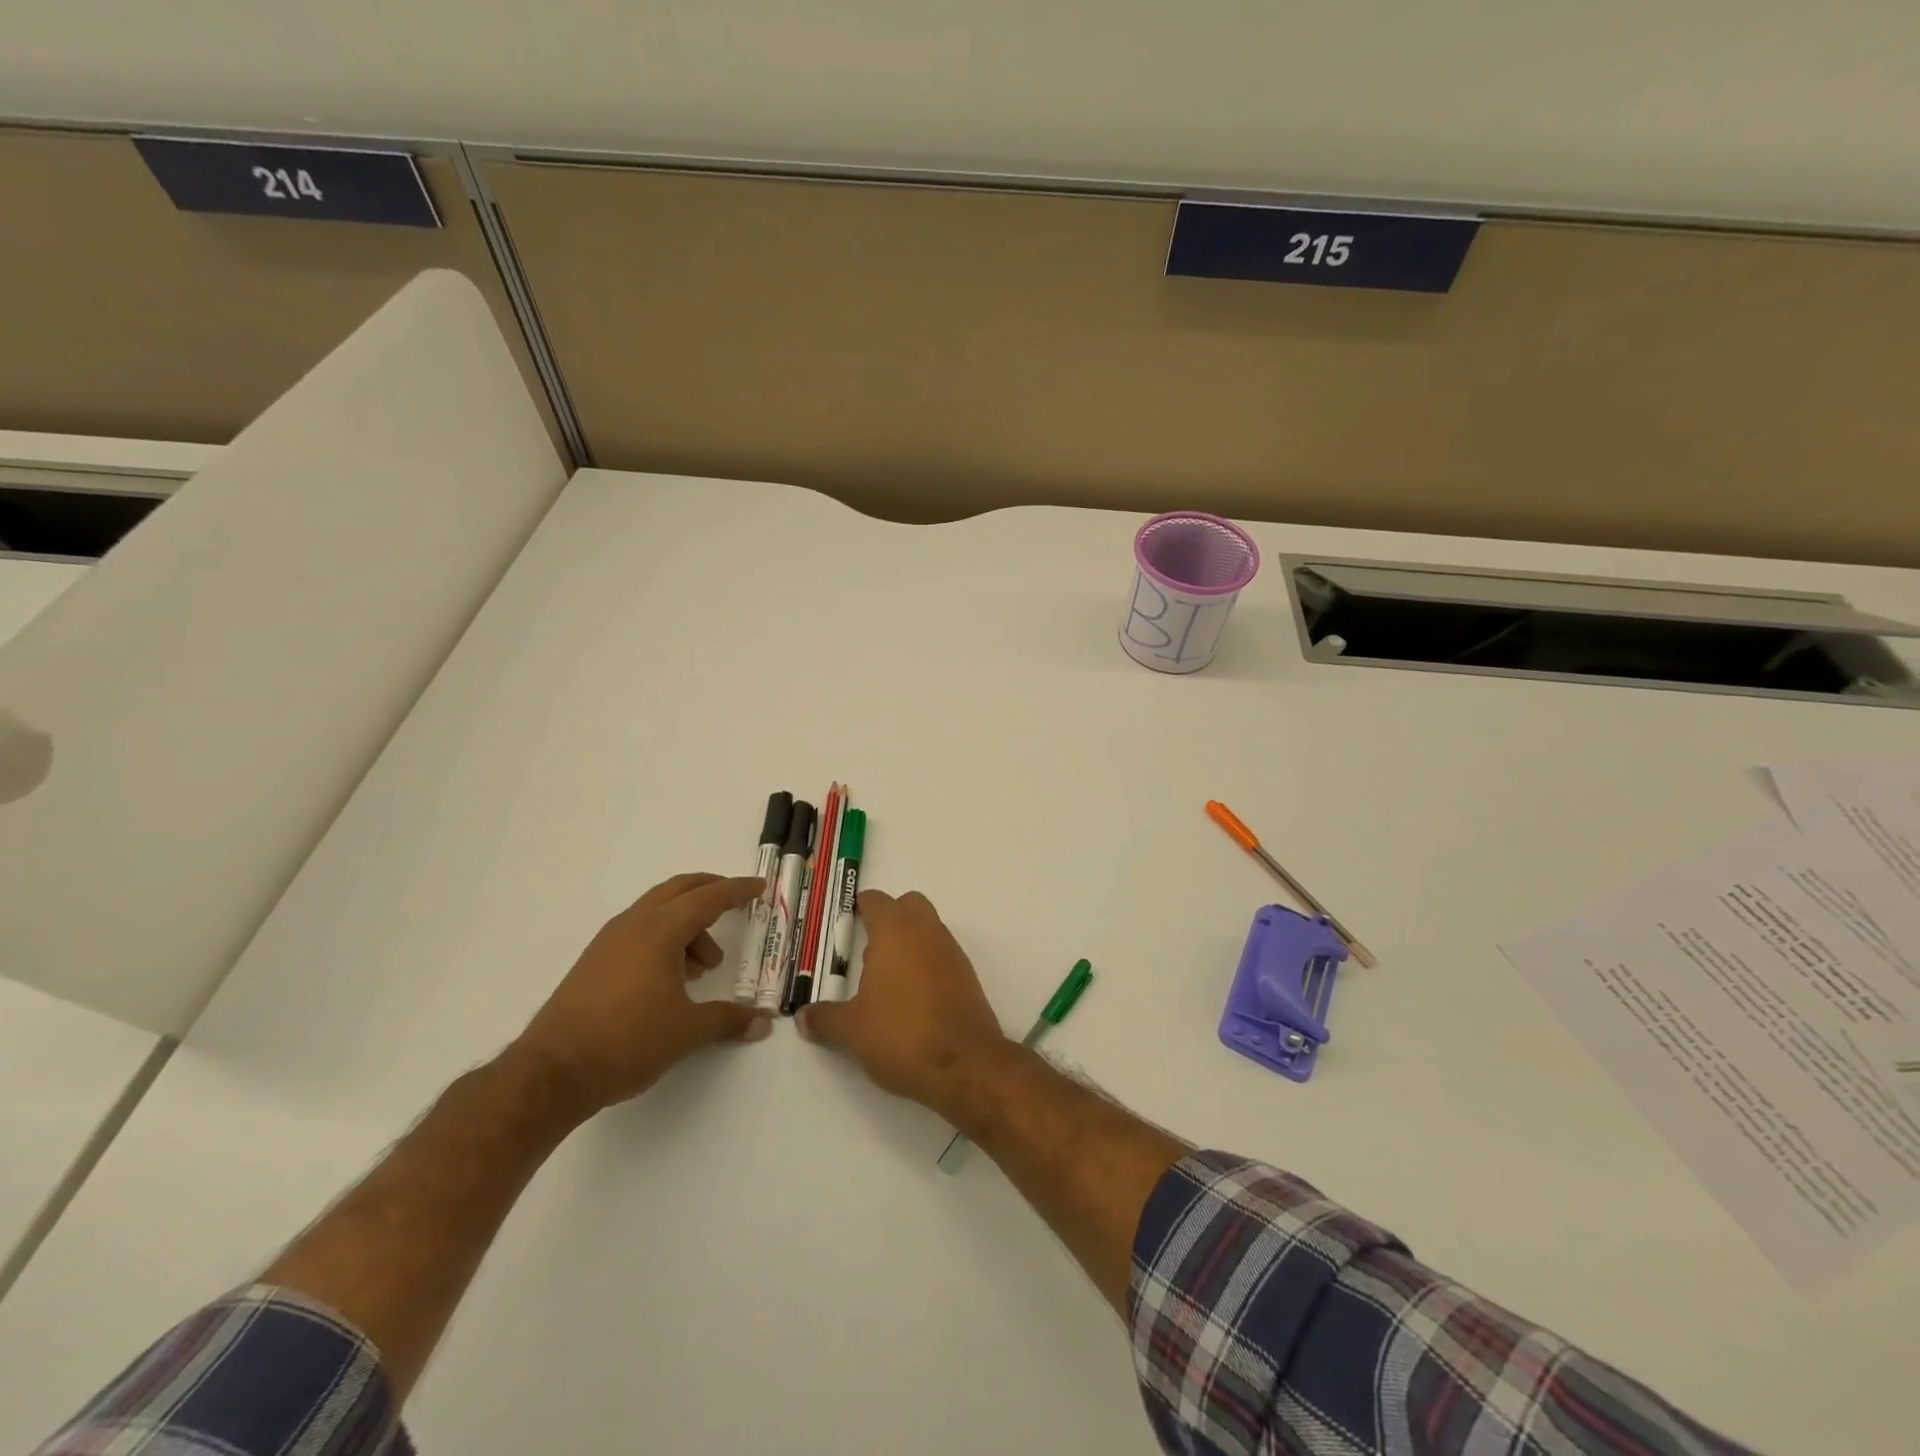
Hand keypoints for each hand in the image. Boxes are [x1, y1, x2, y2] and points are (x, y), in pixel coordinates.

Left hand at [509, 872, 770, 1117]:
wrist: (552, 1073)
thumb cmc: (628, 1041)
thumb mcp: (688, 1031)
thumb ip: (729, 1019)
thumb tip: (763, 1021)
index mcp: (660, 931)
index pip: (708, 898)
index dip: (738, 891)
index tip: (760, 886)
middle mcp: (634, 924)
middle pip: (679, 890)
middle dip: (711, 891)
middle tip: (737, 902)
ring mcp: (609, 941)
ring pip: (658, 912)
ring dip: (688, 924)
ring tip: (705, 966)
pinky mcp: (594, 961)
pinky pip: (640, 931)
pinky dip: (665, 938)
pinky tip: (672, 977)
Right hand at [797, 888, 1009, 1110]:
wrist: (964, 1064)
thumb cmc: (901, 1034)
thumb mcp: (852, 1030)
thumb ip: (825, 1018)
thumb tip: (802, 1016)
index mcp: (895, 930)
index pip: (876, 900)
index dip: (858, 907)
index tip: (844, 923)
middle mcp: (926, 931)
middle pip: (908, 905)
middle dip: (889, 919)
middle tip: (866, 951)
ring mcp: (951, 951)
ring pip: (928, 929)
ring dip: (908, 942)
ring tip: (885, 980)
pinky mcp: (967, 976)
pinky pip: (942, 955)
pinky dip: (926, 964)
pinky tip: (911, 998)